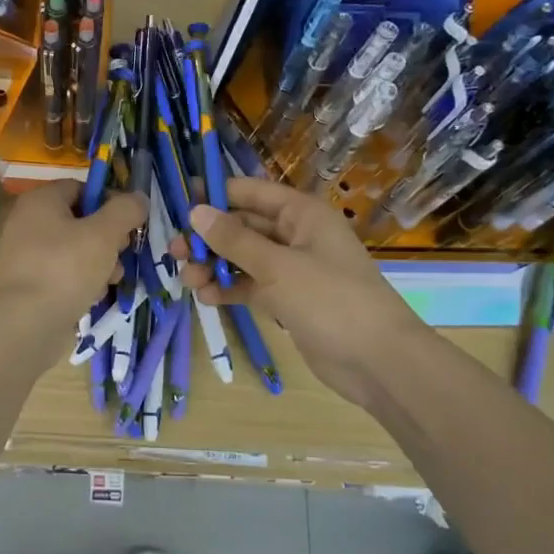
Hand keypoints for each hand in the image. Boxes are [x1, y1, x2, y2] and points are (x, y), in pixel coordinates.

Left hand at [0, 181, 145, 339]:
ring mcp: (27, 255)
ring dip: (100, 262)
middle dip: (108, 237)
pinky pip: (64, 274)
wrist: (25, 324)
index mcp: (41, 201)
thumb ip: (125, 211)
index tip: (131, 221)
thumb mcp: (103, 234)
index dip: (110, 200)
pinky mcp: (30, 285)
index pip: (81, 187)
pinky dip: (82, 282)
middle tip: (124, 252)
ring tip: (113, 279)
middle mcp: (29, 223)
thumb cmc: (65, 268)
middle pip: (80, 220)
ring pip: (75, 250)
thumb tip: (138, 198)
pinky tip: (93, 296)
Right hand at [176, 178, 426, 409]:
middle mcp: (296, 235)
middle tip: (174, 253)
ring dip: (215, 266)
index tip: (178, 204)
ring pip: (244, 258)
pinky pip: (252, 286)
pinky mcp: (289, 300)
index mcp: (301, 214)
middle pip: (243, 226)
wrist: (378, 361)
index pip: (250, 192)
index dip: (214, 195)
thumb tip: (196, 212)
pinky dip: (231, 289)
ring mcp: (293, 270)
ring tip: (188, 281)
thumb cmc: (330, 300)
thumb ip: (234, 240)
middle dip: (209, 238)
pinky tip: (208, 298)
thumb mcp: (277, 266)